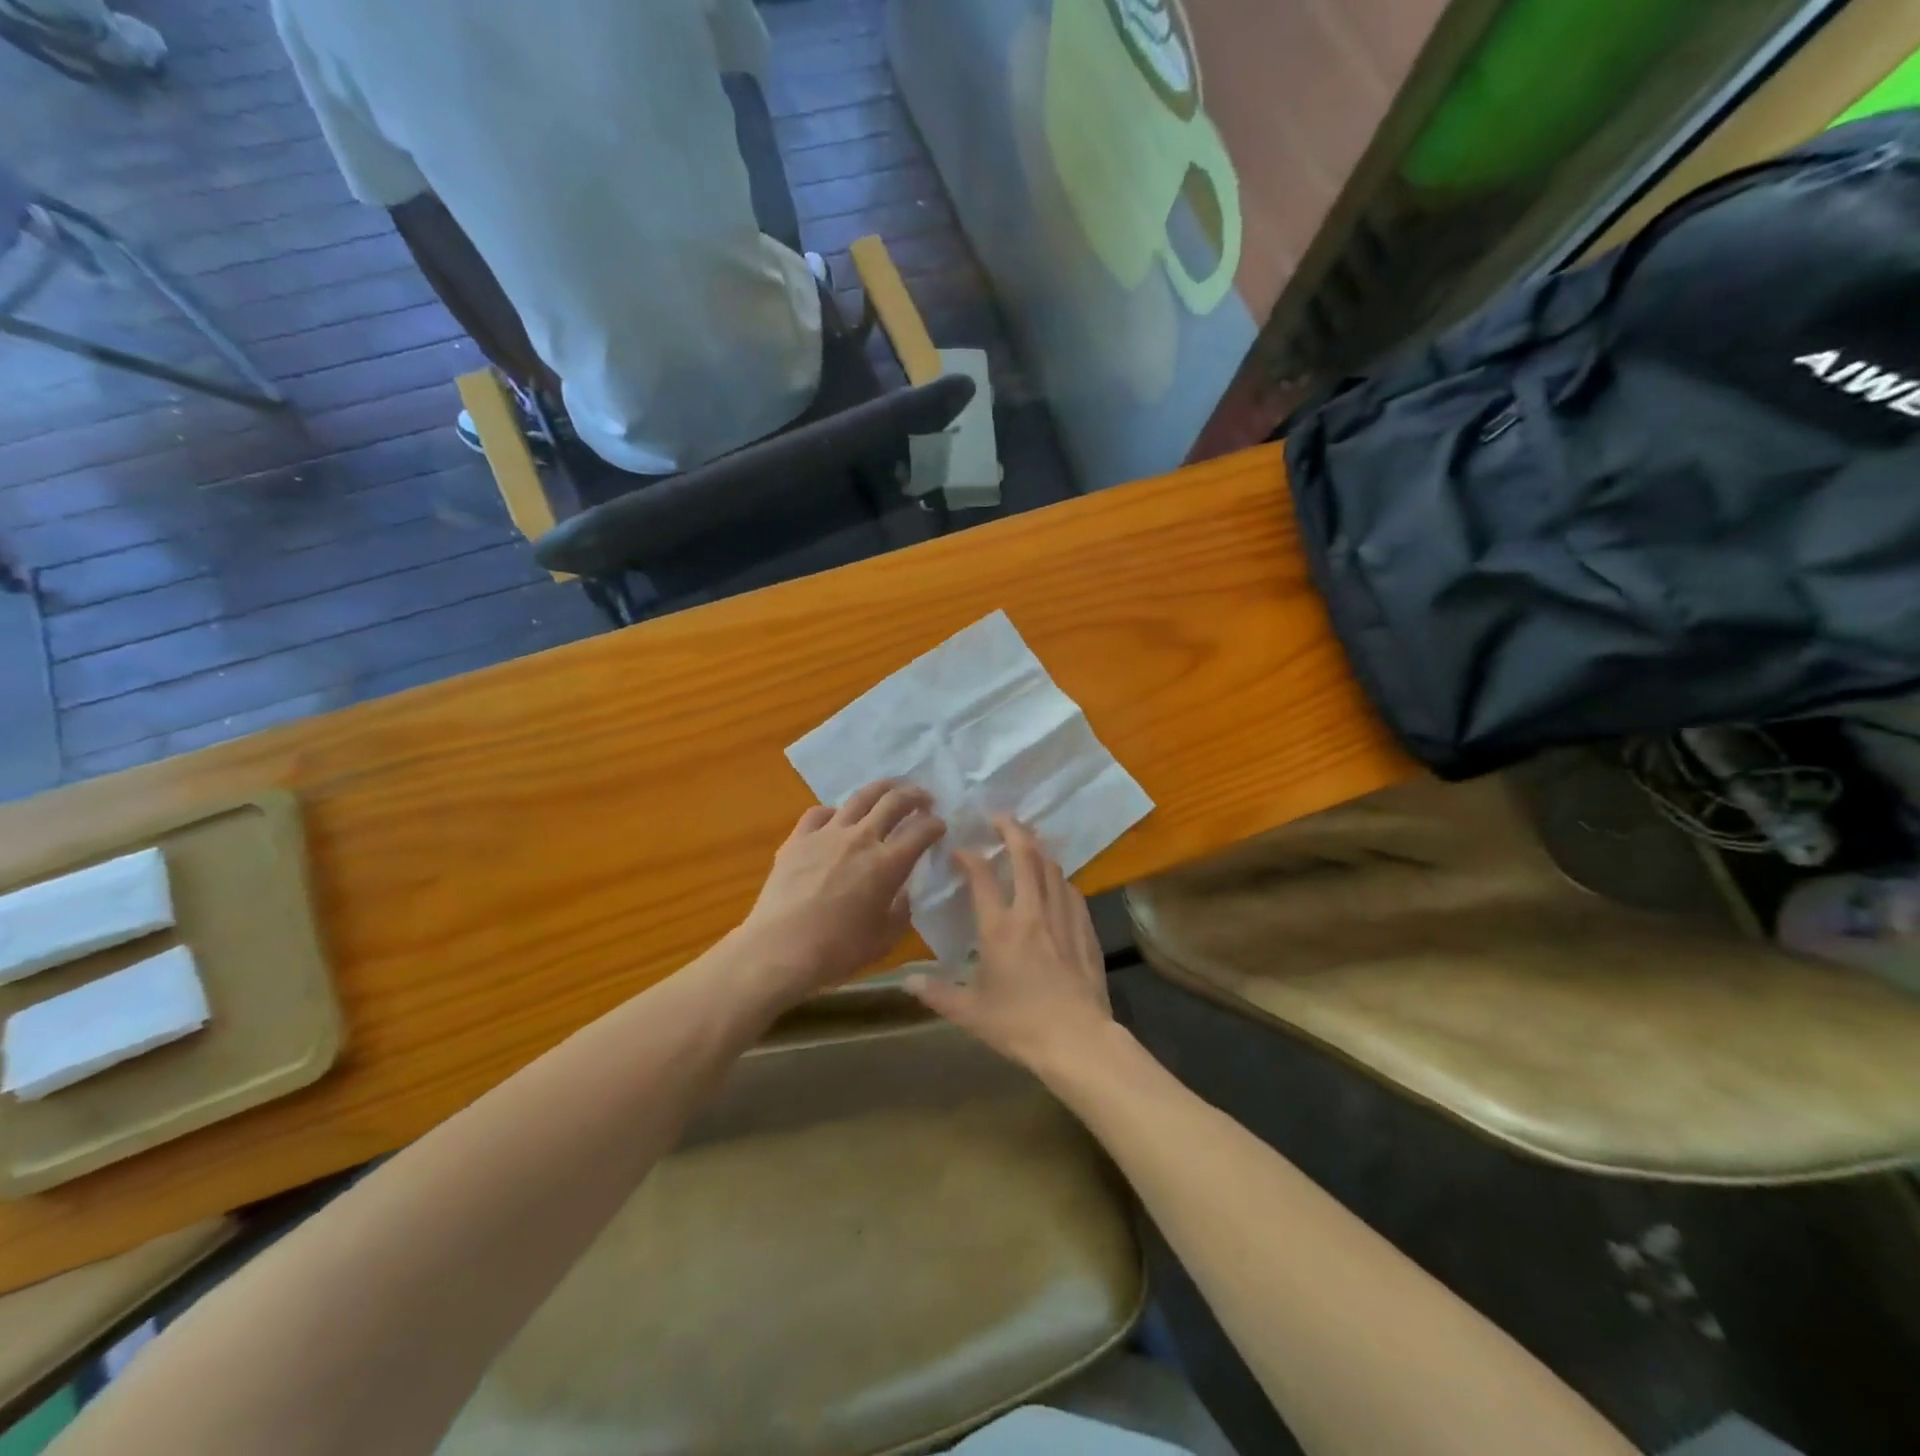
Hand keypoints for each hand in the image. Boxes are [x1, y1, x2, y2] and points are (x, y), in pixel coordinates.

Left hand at [736, 781, 945, 999]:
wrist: (780, 949)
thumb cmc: (837, 950)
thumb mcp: (884, 939)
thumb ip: (901, 911)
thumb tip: (903, 894)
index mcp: (888, 864)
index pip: (922, 831)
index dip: (936, 825)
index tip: (940, 826)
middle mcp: (861, 839)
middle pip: (894, 802)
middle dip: (915, 796)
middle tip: (923, 799)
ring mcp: (827, 834)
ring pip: (859, 798)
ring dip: (880, 789)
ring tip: (888, 790)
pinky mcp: (798, 839)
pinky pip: (819, 813)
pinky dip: (834, 812)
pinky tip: (836, 818)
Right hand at [906, 816, 1113, 1070]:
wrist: (1077, 1040)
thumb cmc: (1019, 1025)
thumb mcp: (970, 1012)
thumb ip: (937, 993)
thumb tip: (906, 981)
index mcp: (999, 928)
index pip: (982, 877)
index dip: (970, 857)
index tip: (960, 849)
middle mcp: (1032, 912)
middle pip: (1026, 856)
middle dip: (1012, 830)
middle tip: (1000, 817)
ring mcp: (1063, 918)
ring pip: (1052, 869)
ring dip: (1038, 849)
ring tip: (1028, 839)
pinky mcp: (1085, 930)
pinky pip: (1071, 891)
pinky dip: (1060, 877)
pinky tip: (1057, 879)